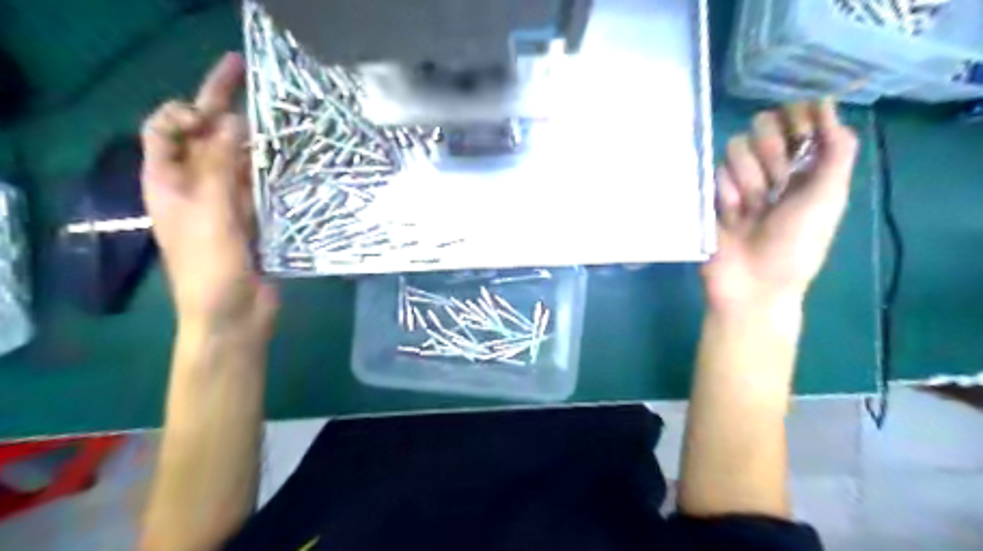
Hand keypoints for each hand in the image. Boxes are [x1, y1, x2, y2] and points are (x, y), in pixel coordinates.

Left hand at [141, 52, 276, 334]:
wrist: (234, 315)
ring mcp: (226, 203)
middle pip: (205, 137)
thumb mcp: (210, 214)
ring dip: (253, 137)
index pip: (164, 130)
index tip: (217, 107)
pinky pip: (260, 184)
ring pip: (237, 159)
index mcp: (169, 183)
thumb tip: (234, 122)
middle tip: (248, 72)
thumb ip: (219, 167)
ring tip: (279, 114)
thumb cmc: (211, 269)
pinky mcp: (254, 218)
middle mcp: (195, 187)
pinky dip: (271, 169)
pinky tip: (291, 158)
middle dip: (222, 105)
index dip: (184, 110)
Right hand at [703, 100, 856, 311]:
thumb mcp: (828, 197)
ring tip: (751, 210)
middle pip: (763, 126)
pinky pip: (714, 173)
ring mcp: (738, 181)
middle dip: (771, 152)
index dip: (798, 117)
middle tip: (777, 183)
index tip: (799, 126)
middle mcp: (771, 168)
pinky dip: (726, 195)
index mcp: (806, 167)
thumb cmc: (796, 245)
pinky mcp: (711, 194)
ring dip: (748, 179)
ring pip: (735, 147)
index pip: (799, 120)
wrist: (751, 283)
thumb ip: (836, 149)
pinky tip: (731, 217)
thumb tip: (826, 102)